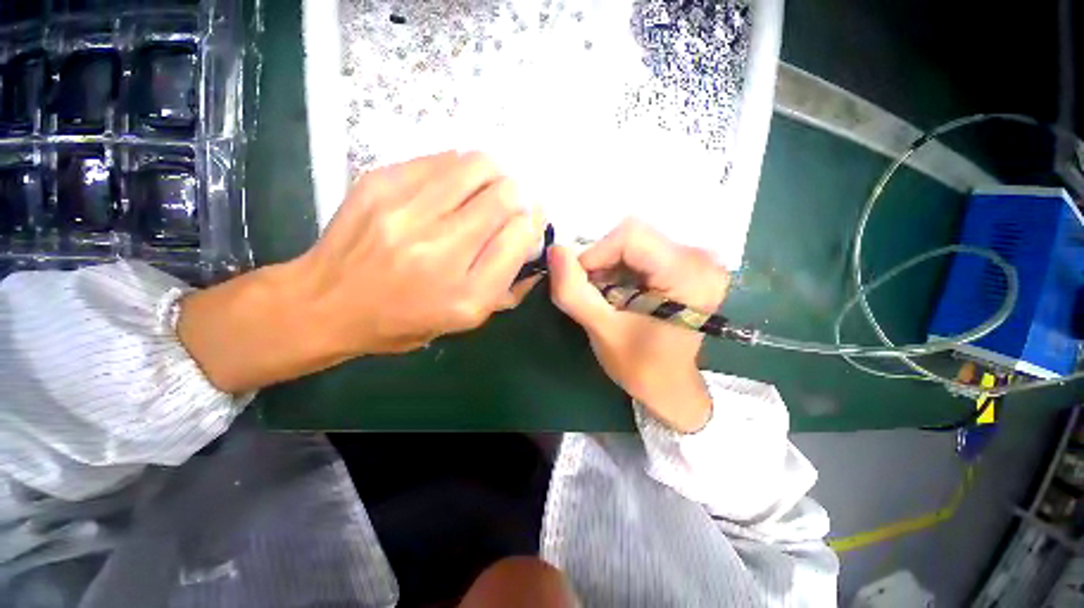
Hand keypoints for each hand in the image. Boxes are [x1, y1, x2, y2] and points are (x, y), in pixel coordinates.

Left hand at [178, 151, 544, 392]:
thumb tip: (532, 243)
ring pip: (478, 166)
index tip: (530, 221)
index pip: (520, 236)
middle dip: (521, 195)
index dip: (534, 222)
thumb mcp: (467, 321)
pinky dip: (462, 169)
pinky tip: (457, 186)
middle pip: (505, 196)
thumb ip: (508, 286)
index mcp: (466, 294)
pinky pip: (442, 160)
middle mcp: (439, 251)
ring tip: (490, 187)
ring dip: (497, 174)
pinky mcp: (380, 184)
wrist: (325, 303)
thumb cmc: (403, 320)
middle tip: (515, 202)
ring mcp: (406, 213)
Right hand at [548, 220, 729, 431]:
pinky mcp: (687, 263)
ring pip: (635, 240)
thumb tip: (555, 251)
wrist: (670, 384)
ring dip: (609, 264)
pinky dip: (620, 266)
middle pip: (634, 235)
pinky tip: (618, 291)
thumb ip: (573, 292)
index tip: (581, 281)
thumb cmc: (640, 366)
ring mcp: (697, 259)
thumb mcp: (602, 330)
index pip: (631, 236)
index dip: (596, 254)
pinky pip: (643, 249)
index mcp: (688, 276)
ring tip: (605, 295)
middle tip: (592, 292)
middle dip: (601, 261)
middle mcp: (700, 259)